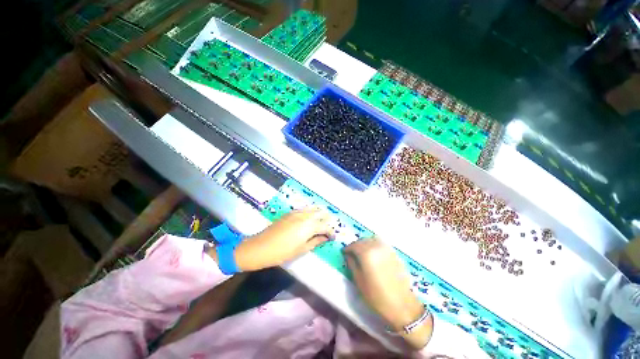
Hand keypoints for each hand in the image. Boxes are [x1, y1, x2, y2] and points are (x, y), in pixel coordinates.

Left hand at [233, 207, 334, 270]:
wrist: (261, 247)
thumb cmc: (282, 252)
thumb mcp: (301, 249)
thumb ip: (315, 241)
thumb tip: (325, 237)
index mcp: (309, 226)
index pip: (325, 226)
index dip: (330, 232)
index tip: (333, 237)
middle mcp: (304, 216)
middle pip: (320, 213)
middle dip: (326, 219)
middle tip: (328, 228)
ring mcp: (296, 212)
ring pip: (312, 209)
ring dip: (318, 214)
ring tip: (320, 221)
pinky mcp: (289, 213)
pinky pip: (304, 209)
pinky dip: (309, 212)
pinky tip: (308, 218)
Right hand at [344, 238, 432, 349]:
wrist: (402, 305)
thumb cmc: (377, 296)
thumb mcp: (359, 282)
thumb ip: (352, 265)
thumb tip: (348, 255)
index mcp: (366, 254)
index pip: (354, 245)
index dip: (347, 248)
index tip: (344, 252)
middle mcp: (376, 247)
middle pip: (363, 240)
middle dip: (356, 245)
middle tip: (352, 253)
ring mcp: (386, 249)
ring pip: (372, 239)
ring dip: (365, 243)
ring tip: (362, 252)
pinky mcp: (394, 253)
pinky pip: (380, 243)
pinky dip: (374, 244)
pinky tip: (373, 254)